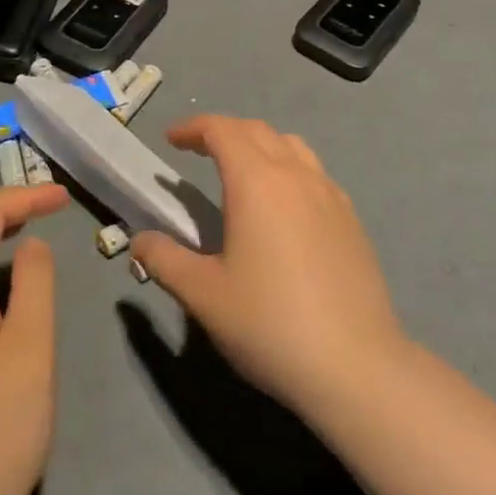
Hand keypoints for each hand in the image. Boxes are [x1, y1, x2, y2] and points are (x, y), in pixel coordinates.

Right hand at [131, 116, 405, 417]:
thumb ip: (165, 260)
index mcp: (256, 181)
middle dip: (222, 132)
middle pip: (255, 130)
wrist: (355, 366)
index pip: (221, 130)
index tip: (170, 140)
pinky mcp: (351, 218)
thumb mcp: (203, 295)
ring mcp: (329, 194)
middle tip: (197, 151)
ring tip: (240, 170)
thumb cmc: (270, 324)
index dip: (192, 128)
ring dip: (259, 144)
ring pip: (290, 146)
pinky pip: (314, 172)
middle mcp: (295, 175)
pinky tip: (283, 206)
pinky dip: (288, 168)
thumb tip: (139, 241)